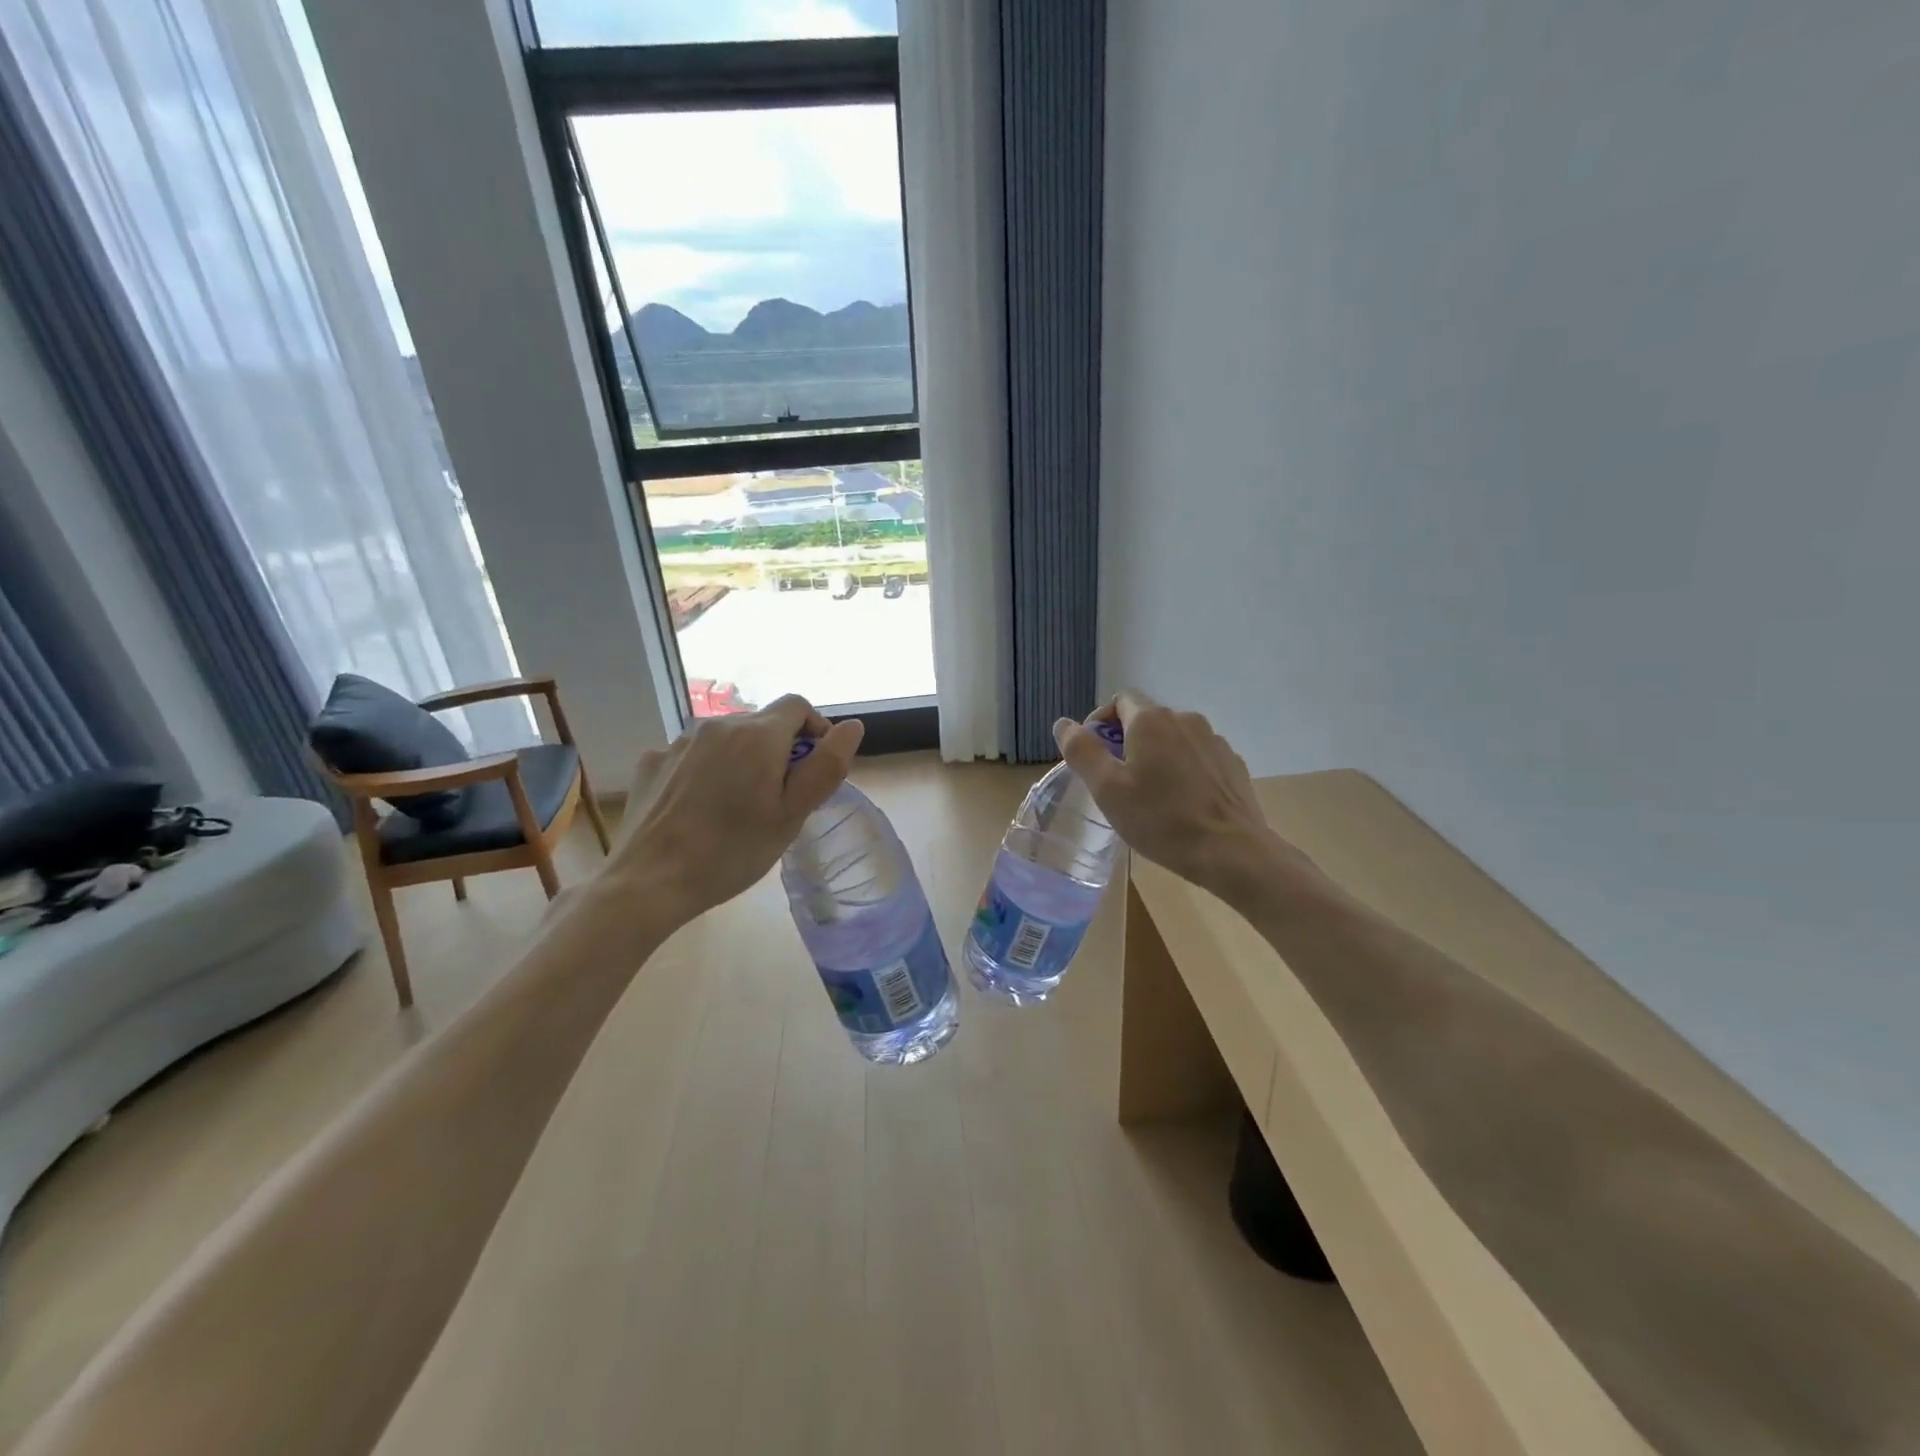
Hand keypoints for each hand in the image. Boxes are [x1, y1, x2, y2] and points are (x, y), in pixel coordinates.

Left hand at [608, 695, 863, 923]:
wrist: (648, 882)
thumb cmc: (732, 851)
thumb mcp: (792, 815)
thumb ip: (826, 766)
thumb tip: (853, 726)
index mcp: (757, 735)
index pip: (798, 706)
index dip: (815, 729)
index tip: (814, 768)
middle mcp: (716, 725)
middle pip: (762, 723)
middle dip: (778, 750)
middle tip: (779, 798)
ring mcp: (678, 742)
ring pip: (726, 739)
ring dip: (742, 759)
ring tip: (737, 806)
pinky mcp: (652, 762)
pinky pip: (693, 756)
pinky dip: (706, 771)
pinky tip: (699, 808)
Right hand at [1054, 690, 1314, 904]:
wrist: (1232, 852)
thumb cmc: (1161, 819)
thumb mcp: (1107, 789)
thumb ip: (1081, 751)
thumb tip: (1063, 723)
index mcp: (1151, 720)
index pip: (1119, 700)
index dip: (1100, 722)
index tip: (1093, 755)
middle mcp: (1185, 719)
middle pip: (1147, 719)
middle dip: (1127, 743)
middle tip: (1116, 782)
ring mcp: (1214, 741)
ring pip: (1173, 739)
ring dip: (1156, 756)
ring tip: (1150, 795)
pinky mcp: (1232, 764)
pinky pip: (1197, 758)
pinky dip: (1183, 770)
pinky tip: (1181, 803)